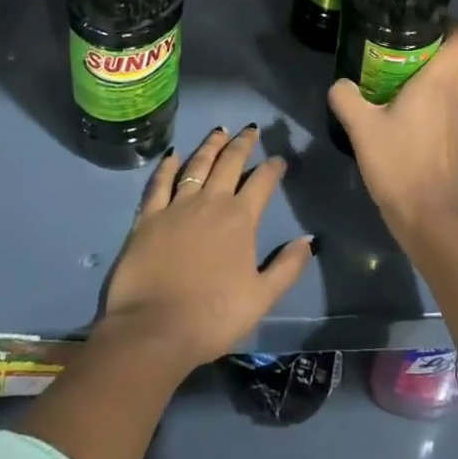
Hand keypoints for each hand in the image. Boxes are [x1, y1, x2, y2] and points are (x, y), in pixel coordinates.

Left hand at [98, 126, 313, 373]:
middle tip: (250, 129)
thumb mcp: (261, 298)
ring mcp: (176, 206)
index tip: (278, 159)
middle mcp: (210, 202)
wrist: (155, 329)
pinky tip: (173, 155)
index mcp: (240, 219)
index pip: (261, 183)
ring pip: (197, 165)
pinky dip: (167, 166)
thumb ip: (287, 266)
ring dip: (210, 146)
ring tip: (219, 131)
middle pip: (229, 163)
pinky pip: (159, 183)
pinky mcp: (148, 217)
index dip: (272, 168)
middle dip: (242, 144)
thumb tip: (309, 240)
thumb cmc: (213, 317)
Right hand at [329, 27, 457, 235]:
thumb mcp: (361, 128)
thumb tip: (339, 84)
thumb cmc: (397, 163)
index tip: (427, 24)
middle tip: (422, 47)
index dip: (452, 26)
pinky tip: (429, 103)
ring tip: (428, 72)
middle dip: (454, 45)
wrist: (427, 213)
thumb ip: (347, 98)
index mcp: (439, 82)